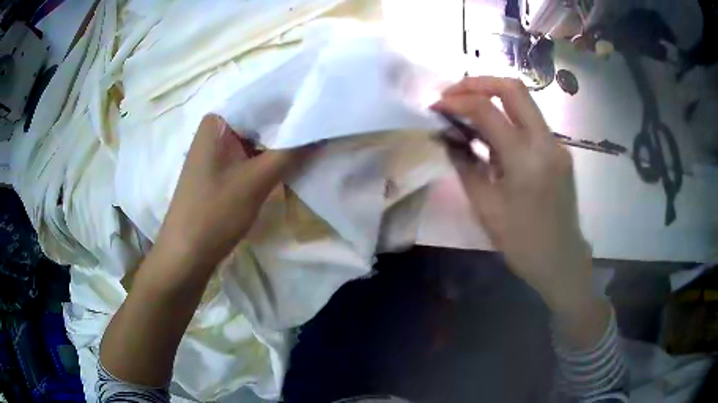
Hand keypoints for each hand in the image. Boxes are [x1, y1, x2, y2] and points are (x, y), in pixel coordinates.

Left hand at [155, 114, 310, 268]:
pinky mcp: (221, 171)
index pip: (262, 99)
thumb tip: (322, 129)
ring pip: (257, 140)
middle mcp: (216, 130)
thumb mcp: (256, 181)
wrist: (187, 255)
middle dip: (289, 126)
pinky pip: (250, 157)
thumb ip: (291, 152)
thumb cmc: (214, 212)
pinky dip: (269, 160)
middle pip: (260, 120)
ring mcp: (217, 151)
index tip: (323, 107)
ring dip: (281, 145)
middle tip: (324, 126)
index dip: (294, 103)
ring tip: (316, 142)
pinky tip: (292, 162)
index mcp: (218, 121)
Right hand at [432, 77, 591, 309]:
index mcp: (525, 160)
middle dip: (478, 83)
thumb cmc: (521, 242)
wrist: (561, 260)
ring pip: (524, 101)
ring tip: (466, 109)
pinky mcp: (559, 150)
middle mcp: (546, 142)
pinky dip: (507, 116)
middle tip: (453, 93)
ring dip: (492, 96)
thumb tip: (446, 137)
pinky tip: (491, 133)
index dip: (457, 101)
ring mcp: (556, 144)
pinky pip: (530, 121)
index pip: (487, 110)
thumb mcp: (485, 207)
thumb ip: (465, 164)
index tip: (436, 105)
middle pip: (513, 87)